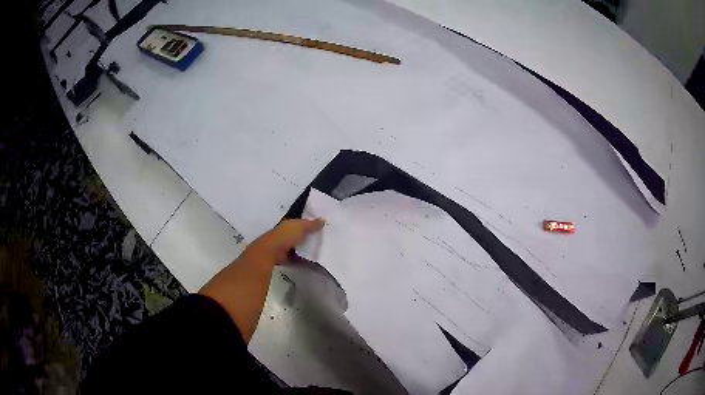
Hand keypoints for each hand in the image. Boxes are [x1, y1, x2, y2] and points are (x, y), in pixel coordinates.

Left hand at [248, 218, 324, 262]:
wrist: (272, 251)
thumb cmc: (286, 236)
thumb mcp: (301, 227)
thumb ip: (312, 224)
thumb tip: (323, 219)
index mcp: (290, 224)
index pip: (303, 222)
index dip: (312, 224)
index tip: (324, 227)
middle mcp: (287, 233)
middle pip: (302, 235)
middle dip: (311, 237)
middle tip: (326, 240)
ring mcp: (286, 246)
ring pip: (300, 246)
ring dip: (308, 248)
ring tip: (323, 250)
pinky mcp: (287, 257)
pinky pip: (298, 257)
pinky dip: (305, 258)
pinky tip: (315, 260)